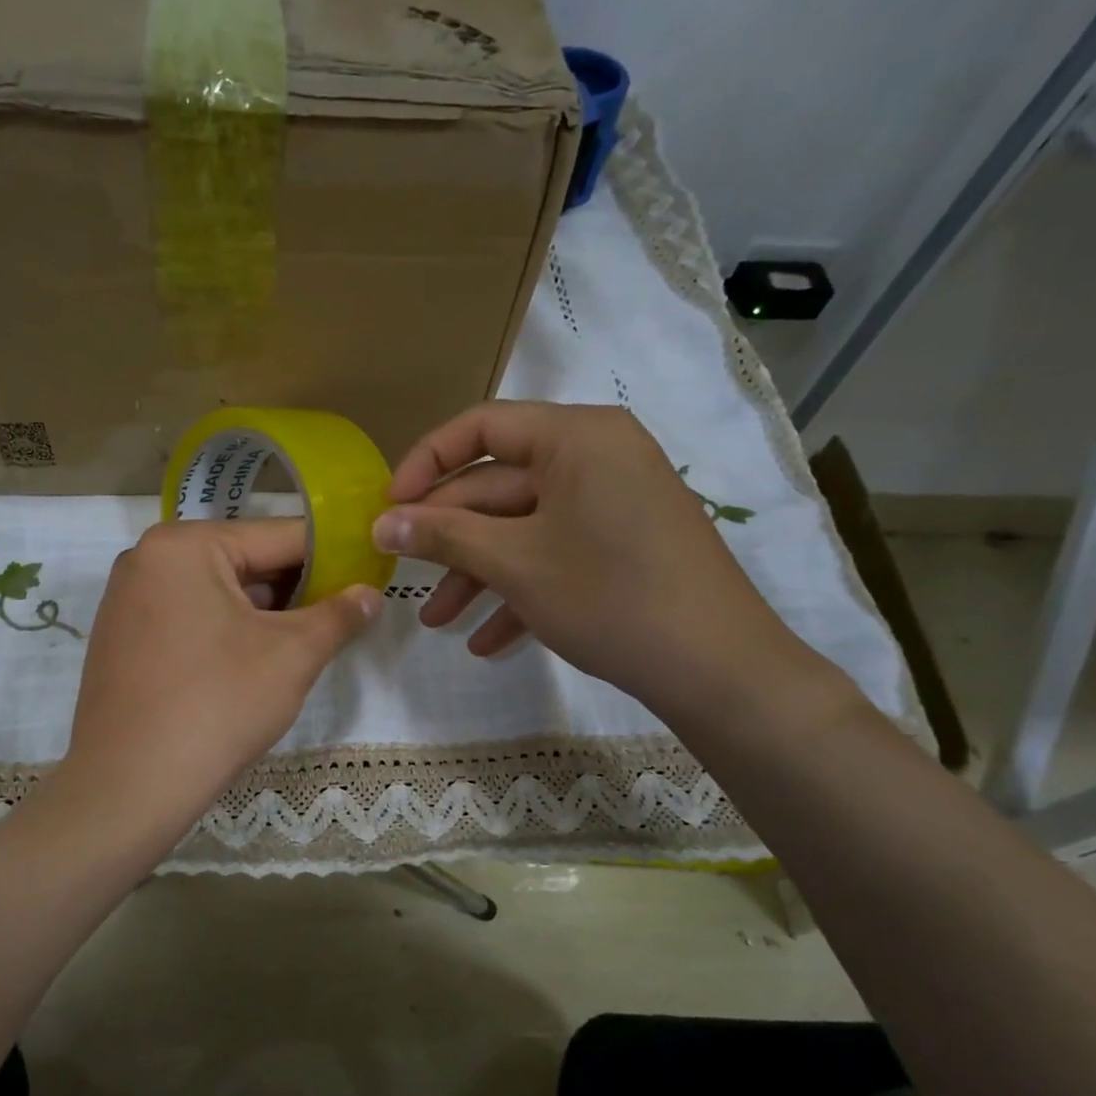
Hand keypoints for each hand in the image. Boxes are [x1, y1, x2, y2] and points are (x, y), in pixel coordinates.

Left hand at [62, 519, 380, 843]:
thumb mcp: (292, 656)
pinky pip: (185, 619)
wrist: (130, 786)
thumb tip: (370, 594)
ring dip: (260, 616)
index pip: (277, 537)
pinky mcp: (119, 640)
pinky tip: (246, 668)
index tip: (367, 577)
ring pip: (215, 594)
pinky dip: (222, 633)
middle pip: (242, 563)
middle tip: (336, 621)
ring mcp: (125, 601)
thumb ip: (338, 616)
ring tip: (298, 647)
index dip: (331, 558)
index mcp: (183, 545)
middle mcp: (145, 559)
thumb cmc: (217, 706)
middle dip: (293, 592)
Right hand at [372, 402, 814, 720]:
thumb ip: (442, 535)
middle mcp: (596, 457)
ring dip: (477, 574)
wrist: (716, 667)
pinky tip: (487, 642)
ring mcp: (612, 503)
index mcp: (576, 437)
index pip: (481, 427)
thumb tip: (380, 524)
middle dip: (448, 538)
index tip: (389, 508)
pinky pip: (556, 554)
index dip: (425, 463)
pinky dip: (519, 591)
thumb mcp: (514, 563)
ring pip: (523, 528)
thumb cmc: (608, 596)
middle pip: (499, 486)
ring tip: (437, 622)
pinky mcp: (622, 545)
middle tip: (400, 576)